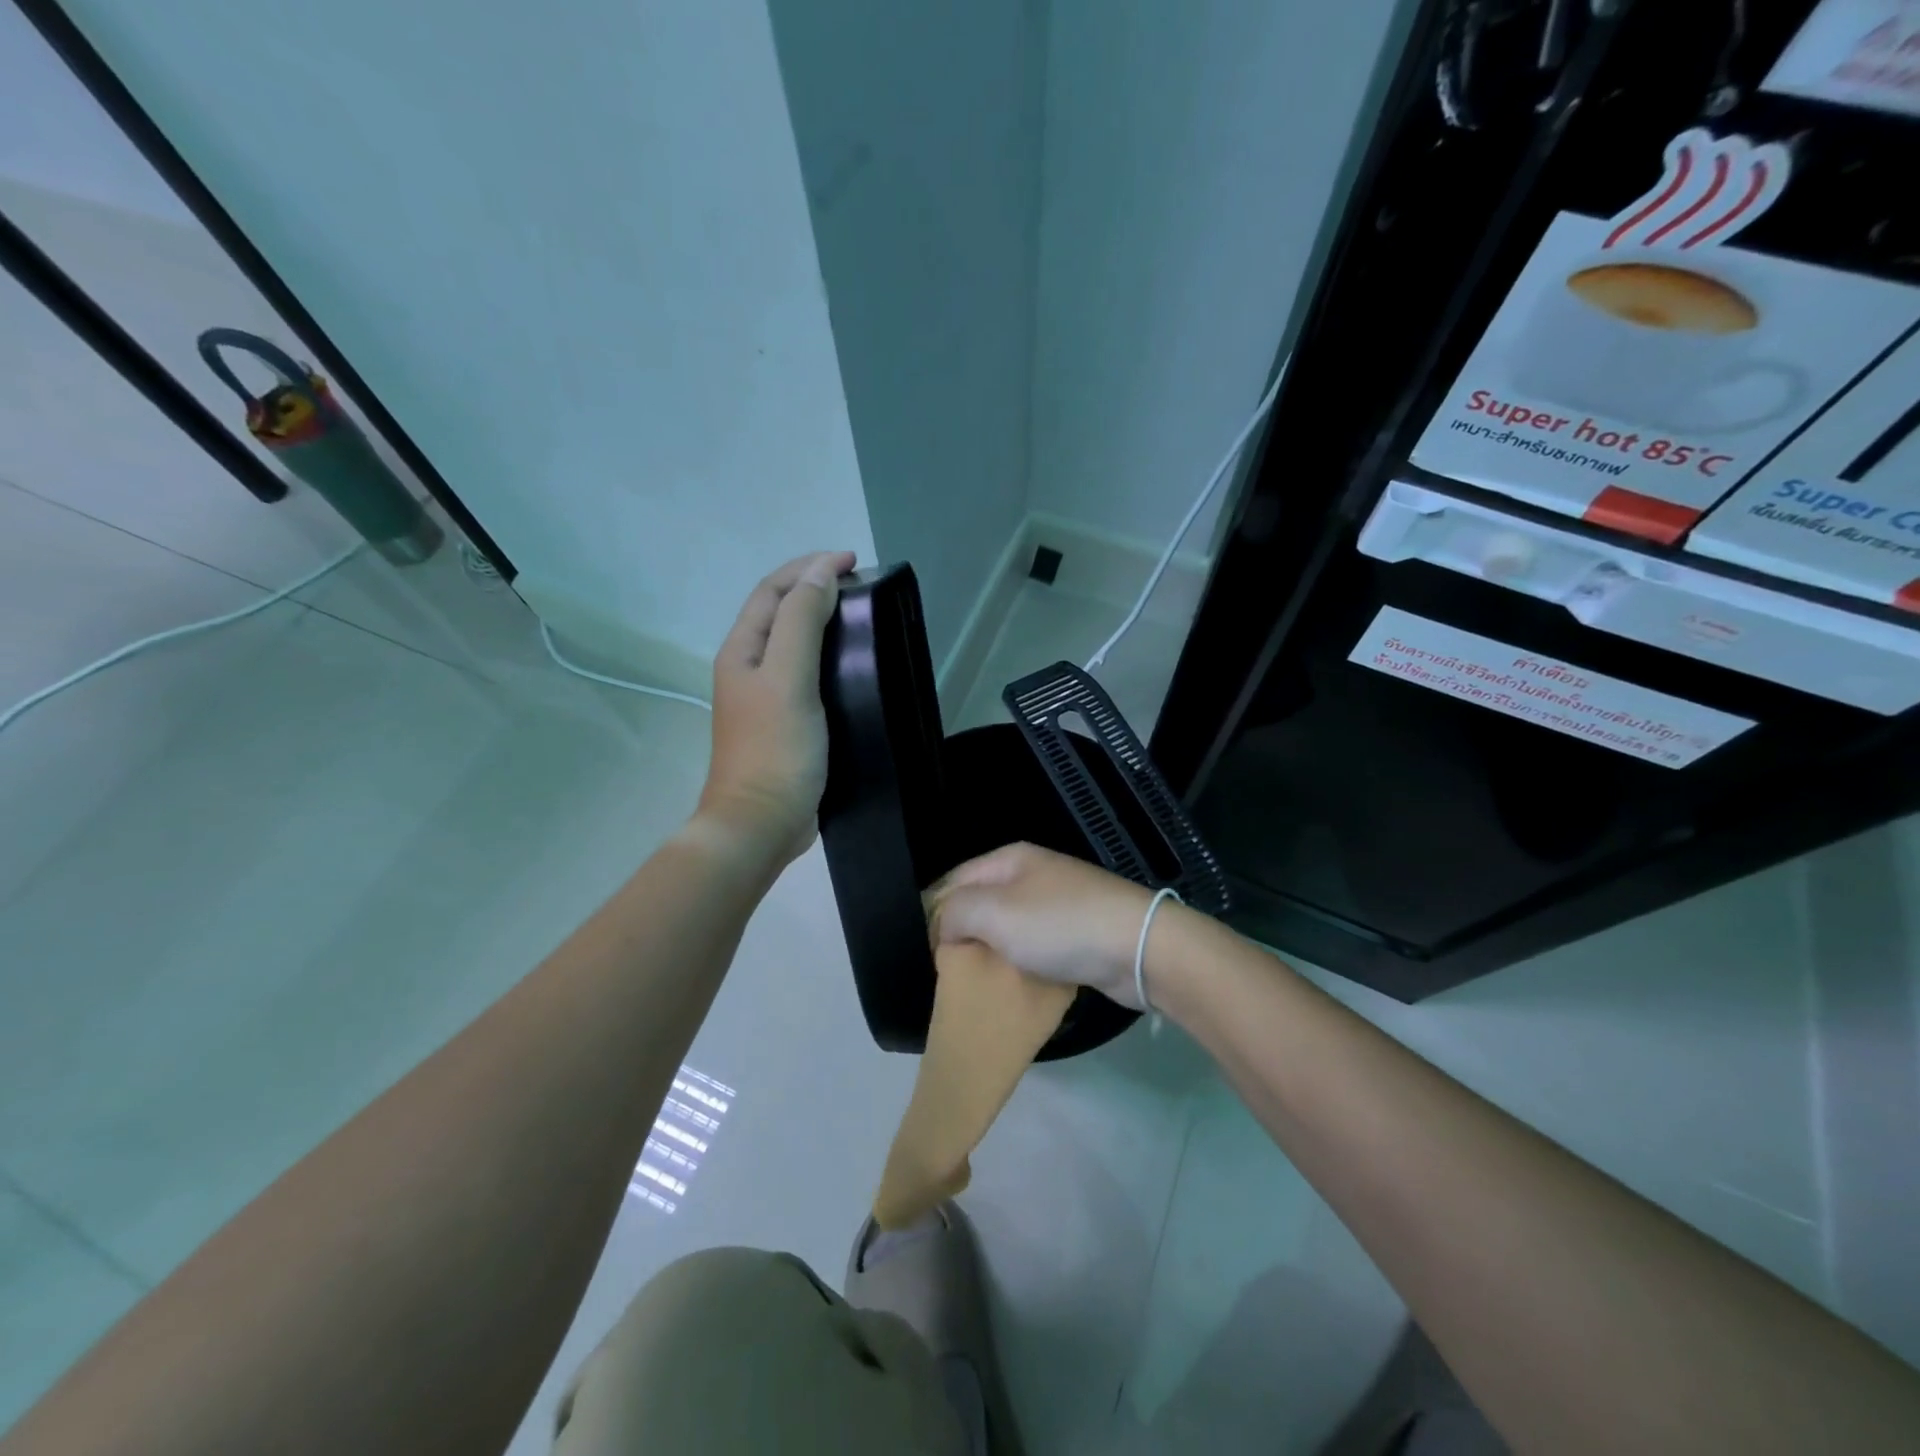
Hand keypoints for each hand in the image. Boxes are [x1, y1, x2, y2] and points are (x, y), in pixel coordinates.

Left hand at [695, 550, 855, 864]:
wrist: (761, 823)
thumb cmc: (775, 748)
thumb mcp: (788, 677)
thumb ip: (801, 622)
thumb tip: (821, 574)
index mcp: (742, 651)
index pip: (772, 591)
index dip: (809, 568)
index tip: (853, 560)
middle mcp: (748, 668)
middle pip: (779, 613)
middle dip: (814, 588)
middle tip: (859, 583)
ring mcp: (765, 698)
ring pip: (793, 644)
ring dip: (821, 620)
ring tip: (860, 616)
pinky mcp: (786, 722)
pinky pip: (806, 674)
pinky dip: (828, 656)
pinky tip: (853, 666)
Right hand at [927, 843, 1155, 1008]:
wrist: (1137, 947)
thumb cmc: (1058, 925)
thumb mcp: (993, 912)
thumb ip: (954, 912)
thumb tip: (945, 927)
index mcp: (1009, 859)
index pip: (953, 880)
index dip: (934, 913)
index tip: (928, 952)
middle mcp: (1031, 875)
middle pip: (980, 904)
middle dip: (963, 935)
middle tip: (949, 971)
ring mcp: (1056, 904)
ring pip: (1007, 929)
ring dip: (992, 954)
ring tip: (976, 983)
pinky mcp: (1076, 933)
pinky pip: (1034, 948)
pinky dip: (1021, 964)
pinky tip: (1013, 985)